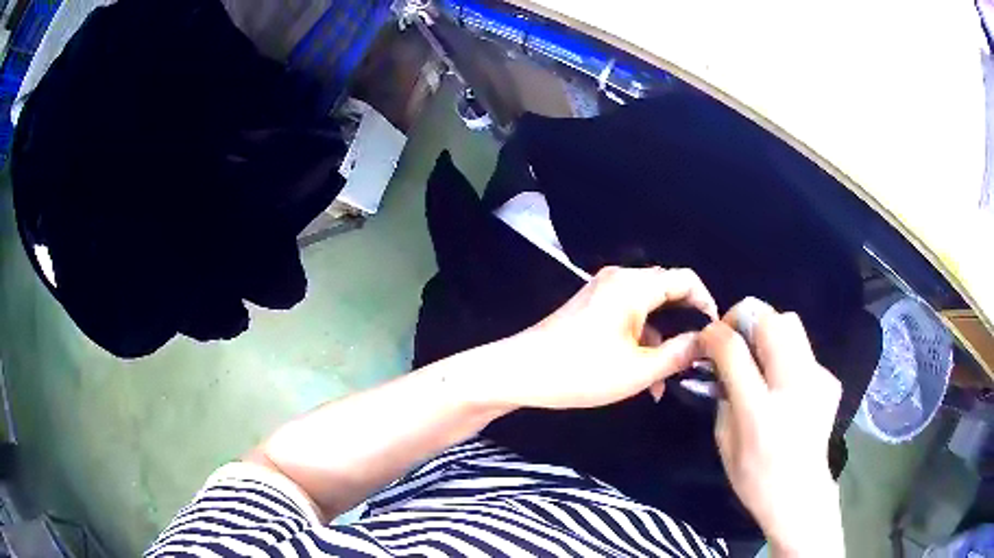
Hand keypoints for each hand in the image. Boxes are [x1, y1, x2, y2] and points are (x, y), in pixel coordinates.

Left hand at [475, 266, 717, 410]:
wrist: (521, 373)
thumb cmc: (582, 371)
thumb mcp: (639, 370)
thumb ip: (679, 354)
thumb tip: (706, 343)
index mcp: (634, 285)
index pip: (686, 280)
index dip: (707, 303)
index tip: (716, 334)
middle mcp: (619, 280)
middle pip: (667, 294)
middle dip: (684, 325)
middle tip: (696, 357)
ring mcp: (602, 293)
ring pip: (647, 311)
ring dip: (661, 341)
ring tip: (668, 380)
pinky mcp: (590, 309)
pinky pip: (627, 319)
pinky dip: (640, 342)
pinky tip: (644, 378)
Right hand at [700, 298, 843, 556]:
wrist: (800, 495)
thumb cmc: (754, 477)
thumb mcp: (724, 442)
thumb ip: (722, 397)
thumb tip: (720, 363)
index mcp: (759, 411)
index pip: (735, 350)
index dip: (716, 333)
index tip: (707, 337)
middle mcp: (794, 387)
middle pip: (772, 320)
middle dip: (746, 318)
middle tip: (735, 339)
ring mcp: (817, 379)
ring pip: (792, 324)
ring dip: (768, 331)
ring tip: (758, 357)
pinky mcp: (830, 380)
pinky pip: (803, 350)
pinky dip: (787, 355)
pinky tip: (783, 382)